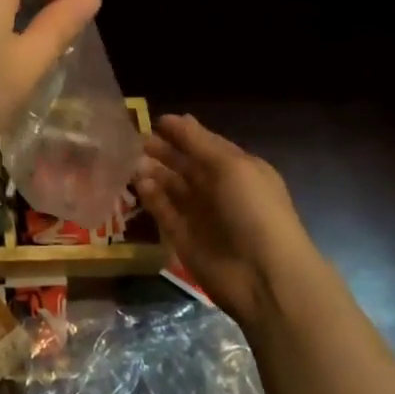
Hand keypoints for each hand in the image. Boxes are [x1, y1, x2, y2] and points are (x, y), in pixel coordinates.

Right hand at [136, 114, 315, 328]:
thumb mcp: (230, 166)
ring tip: (130, 161)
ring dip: (153, 172)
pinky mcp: (184, 238)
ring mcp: (200, 215)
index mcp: (238, 169)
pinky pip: (163, 211)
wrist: (264, 276)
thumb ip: (198, 142)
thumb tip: (175, 117)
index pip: (204, 144)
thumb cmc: (253, 209)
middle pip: (185, 165)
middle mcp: (218, 189)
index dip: (181, 132)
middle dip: (162, 151)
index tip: (153, 121)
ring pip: (171, 187)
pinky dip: (151, 197)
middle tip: (134, 140)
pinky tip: (139, 183)